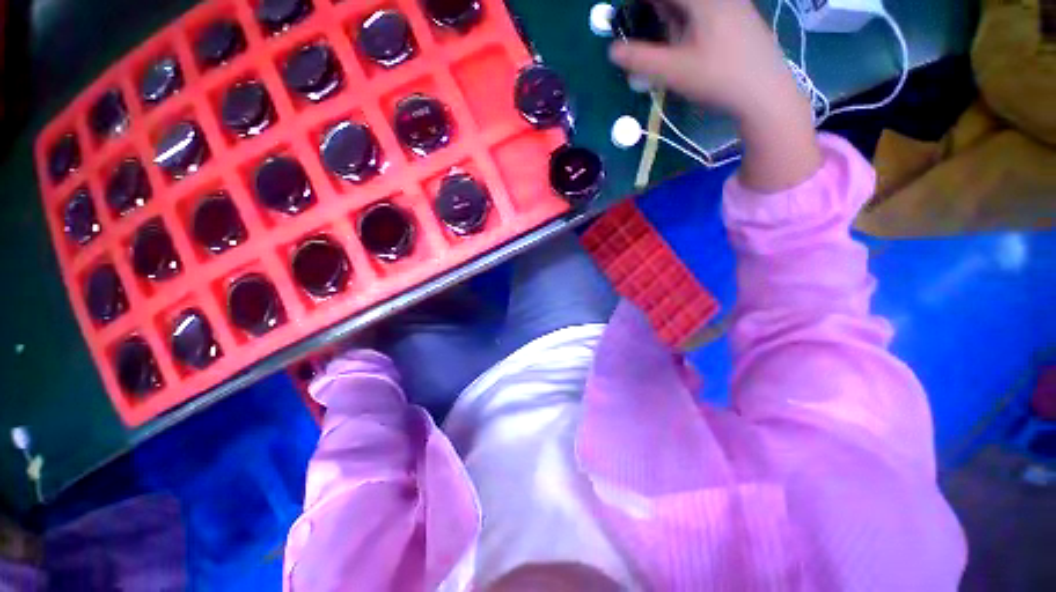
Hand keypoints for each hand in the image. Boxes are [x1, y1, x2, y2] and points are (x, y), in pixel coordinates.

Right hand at [609, 0, 821, 191]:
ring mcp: (734, 5)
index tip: (630, 16)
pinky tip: (689, 43)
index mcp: (703, 1)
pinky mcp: (741, 19)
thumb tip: (613, 51)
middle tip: (645, 29)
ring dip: (674, 17)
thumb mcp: (674, 71)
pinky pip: (709, 11)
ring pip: (695, 6)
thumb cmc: (718, 79)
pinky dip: (691, 21)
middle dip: (659, 11)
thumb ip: (641, 59)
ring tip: (666, 39)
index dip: (643, 4)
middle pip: (680, 0)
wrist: (766, 93)